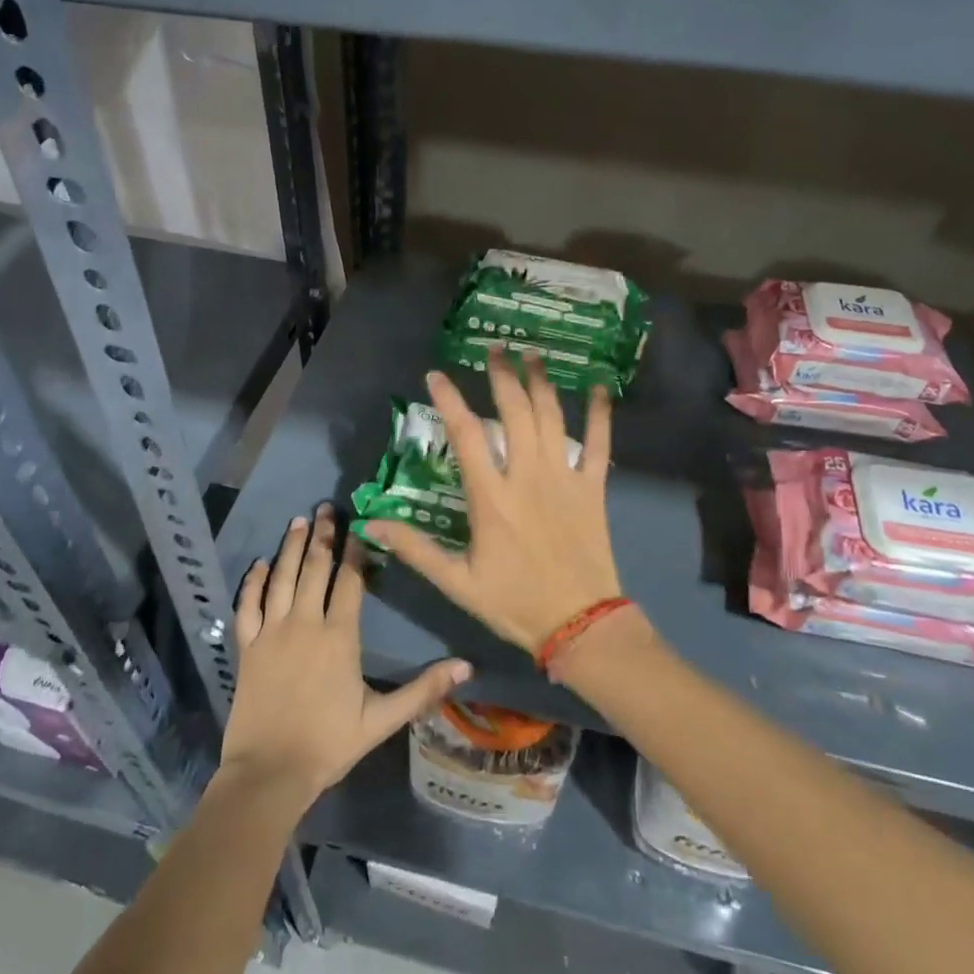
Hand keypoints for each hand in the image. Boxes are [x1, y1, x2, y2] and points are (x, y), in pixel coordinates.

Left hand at [220, 504, 470, 810]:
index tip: (360, 526)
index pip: (350, 582)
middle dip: (324, 535)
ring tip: (300, 520)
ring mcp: (272, 632)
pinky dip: (254, 581)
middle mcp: (305, 623)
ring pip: (282, 577)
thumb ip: (423, 690)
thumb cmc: (329, 744)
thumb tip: (466, 667)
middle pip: (316, 569)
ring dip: (292, 547)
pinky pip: (248, 604)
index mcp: (339, 637)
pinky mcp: (247, 646)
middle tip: (327, 506)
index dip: (356, 552)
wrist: (269, 772)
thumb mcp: (382, 720)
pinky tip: (260, 563)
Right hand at [364, 350, 624, 653]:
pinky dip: (601, 413)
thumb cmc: (515, 603)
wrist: (580, 623)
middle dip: (501, 376)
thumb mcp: (458, 583)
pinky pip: (600, 443)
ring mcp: (564, 478)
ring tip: (532, 355)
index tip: (436, 375)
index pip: (466, 436)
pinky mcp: (593, 488)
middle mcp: (527, 476)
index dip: (450, 401)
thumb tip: (373, 524)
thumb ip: (416, 550)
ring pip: (552, 418)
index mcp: (491, 497)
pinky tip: (600, 388)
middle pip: (514, 412)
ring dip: (541, 382)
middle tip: (493, 349)